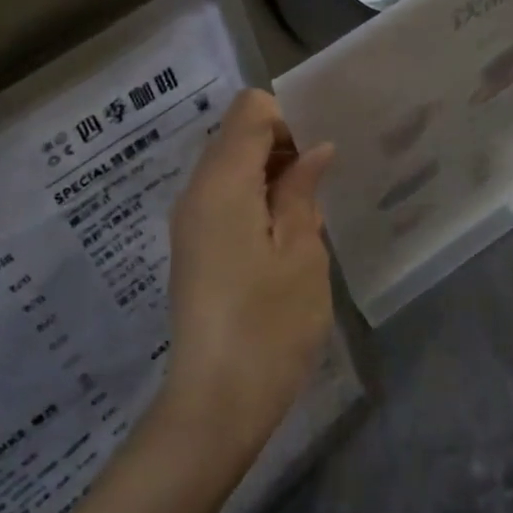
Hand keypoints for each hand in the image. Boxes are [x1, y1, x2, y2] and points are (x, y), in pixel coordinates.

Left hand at [162, 89, 336, 458]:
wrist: (216, 402)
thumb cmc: (269, 325)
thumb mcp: (301, 253)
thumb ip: (302, 192)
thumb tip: (313, 150)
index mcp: (222, 182)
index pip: (250, 110)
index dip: (289, 119)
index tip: (319, 156)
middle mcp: (196, 192)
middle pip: (236, 135)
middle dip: (282, 146)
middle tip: (323, 185)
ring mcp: (190, 221)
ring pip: (231, 167)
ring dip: (271, 176)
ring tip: (309, 214)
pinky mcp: (193, 247)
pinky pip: (224, 199)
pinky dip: (255, 200)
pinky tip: (285, 236)